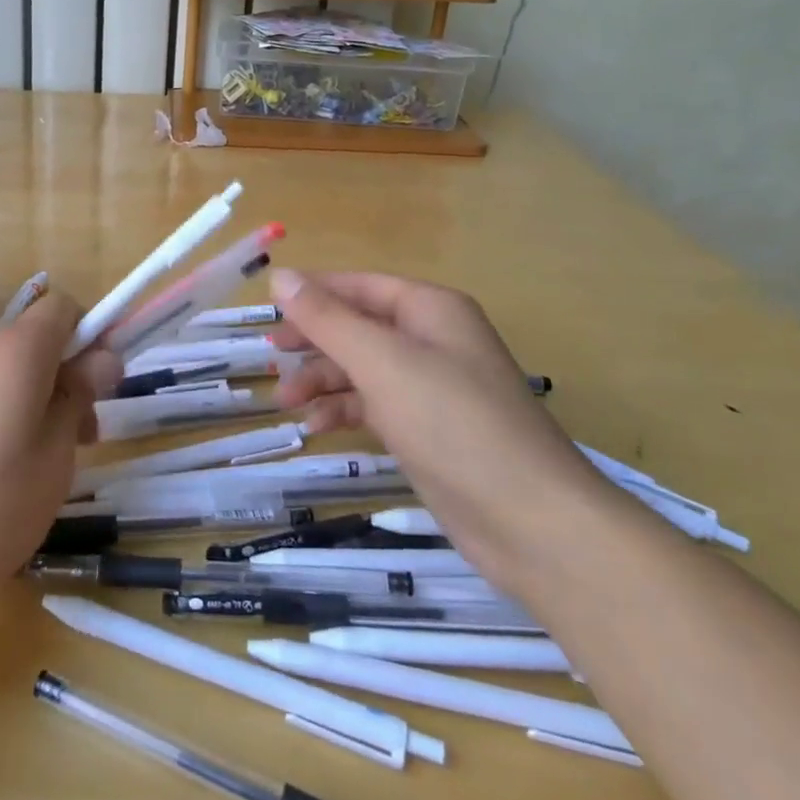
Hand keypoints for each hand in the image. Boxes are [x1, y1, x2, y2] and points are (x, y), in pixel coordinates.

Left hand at [0, 291, 119, 622]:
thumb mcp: (54, 458)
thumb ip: (80, 397)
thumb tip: (101, 357)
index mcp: (15, 352)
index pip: (63, 307)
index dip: (91, 336)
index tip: (99, 388)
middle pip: (35, 342)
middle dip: (66, 379)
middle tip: (79, 442)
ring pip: (5, 371)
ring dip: (32, 402)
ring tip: (33, 468)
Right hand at [270, 269, 614, 590]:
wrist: (532, 523)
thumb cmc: (453, 423)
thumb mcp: (381, 362)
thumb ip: (327, 318)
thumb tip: (281, 276)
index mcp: (429, 309)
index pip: (358, 286)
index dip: (311, 294)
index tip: (266, 311)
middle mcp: (431, 339)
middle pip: (357, 326)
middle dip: (313, 340)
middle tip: (270, 356)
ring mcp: (431, 387)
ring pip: (362, 368)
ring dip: (322, 380)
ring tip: (285, 400)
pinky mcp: (428, 430)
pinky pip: (374, 405)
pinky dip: (343, 411)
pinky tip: (315, 428)